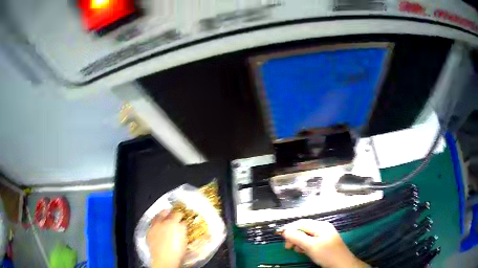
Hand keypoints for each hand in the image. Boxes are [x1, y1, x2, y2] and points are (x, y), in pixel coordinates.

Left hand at [147, 210, 186, 267]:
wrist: (165, 259)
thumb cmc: (177, 250)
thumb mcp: (184, 238)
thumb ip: (183, 228)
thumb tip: (182, 223)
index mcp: (172, 222)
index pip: (177, 213)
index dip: (180, 213)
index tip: (183, 215)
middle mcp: (161, 222)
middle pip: (164, 212)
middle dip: (168, 212)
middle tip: (172, 213)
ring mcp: (153, 227)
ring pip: (156, 217)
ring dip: (160, 217)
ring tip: (164, 219)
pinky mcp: (148, 233)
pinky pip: (152, 225)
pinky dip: (155, 224)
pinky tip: (158, 228)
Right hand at [282, 219, 367, 267]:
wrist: (342, 264)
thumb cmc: (327, 254)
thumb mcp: (311, 246)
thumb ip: (298, 238)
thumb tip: (285, 231)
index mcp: (320, 226)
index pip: (301, 223)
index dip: (290, 229)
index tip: (282, 239)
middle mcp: (322, 227)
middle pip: (303, 228)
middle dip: (294, 237)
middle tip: (289, 247)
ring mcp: (324, 234)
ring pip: (306, 235)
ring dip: (299, 242)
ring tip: (298, 250)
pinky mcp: (324, 241)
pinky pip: (311, 240)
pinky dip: (305, 245)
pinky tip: (305, 251)